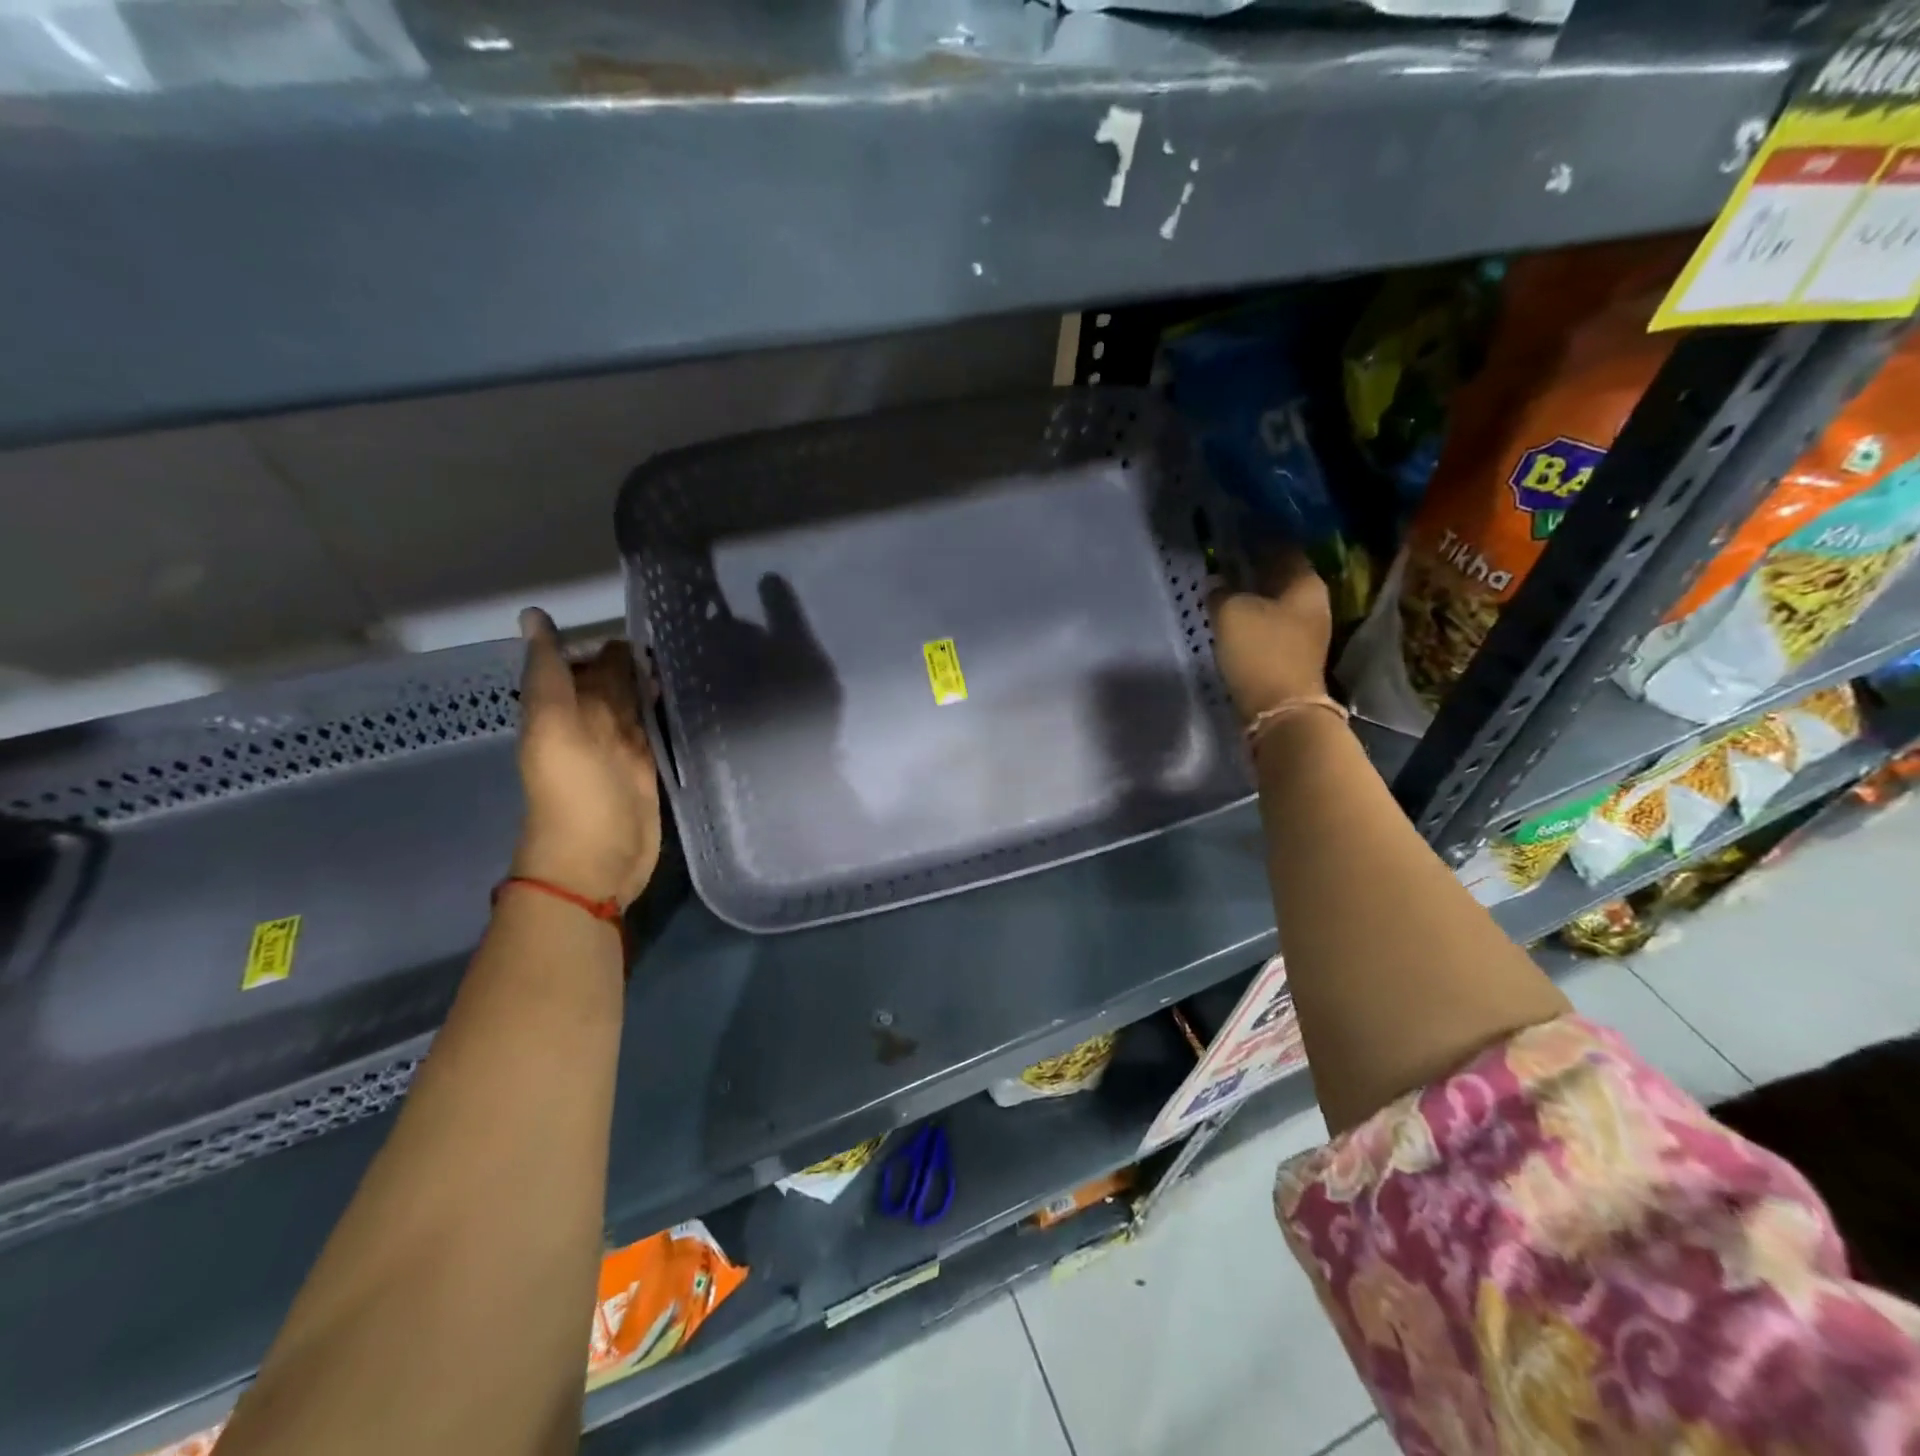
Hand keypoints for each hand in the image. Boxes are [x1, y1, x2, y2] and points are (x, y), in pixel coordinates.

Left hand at [510, 609, 661, 908]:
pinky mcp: (649, 767)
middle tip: (676, 631)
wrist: (596, 860)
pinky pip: (657, 728)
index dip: (603, 641)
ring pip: (637, 703)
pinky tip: (691, 693)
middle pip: (613, 681)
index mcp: (562, 710)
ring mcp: (623, 747)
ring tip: (691, 654)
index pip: (582, 663)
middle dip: (635, 659)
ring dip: (655, 682)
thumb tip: (534, 614)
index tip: (640, 615)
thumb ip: (548, 673)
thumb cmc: (573, 793)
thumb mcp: (552, 727)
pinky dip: (668, 711)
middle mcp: (592, 724)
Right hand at [1208, 548, 1332, 720]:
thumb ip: (1221, 592)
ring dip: (1254, 592)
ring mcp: (1307, 629)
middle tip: (1226, 557)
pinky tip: (1235, 614)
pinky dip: (1255, 615)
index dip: (1258, 537)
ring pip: (1277, 600)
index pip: (1283, 546)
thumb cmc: (1260, 651)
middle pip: (1282, 574)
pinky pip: (1272, 622)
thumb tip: (1217, 584)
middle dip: (1256, 566)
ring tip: (1226, 585)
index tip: (1234, 531)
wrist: (1280, 709)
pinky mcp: (1294, 653)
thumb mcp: (1230, 612)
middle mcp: (1314, 601)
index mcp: (1306, 582)